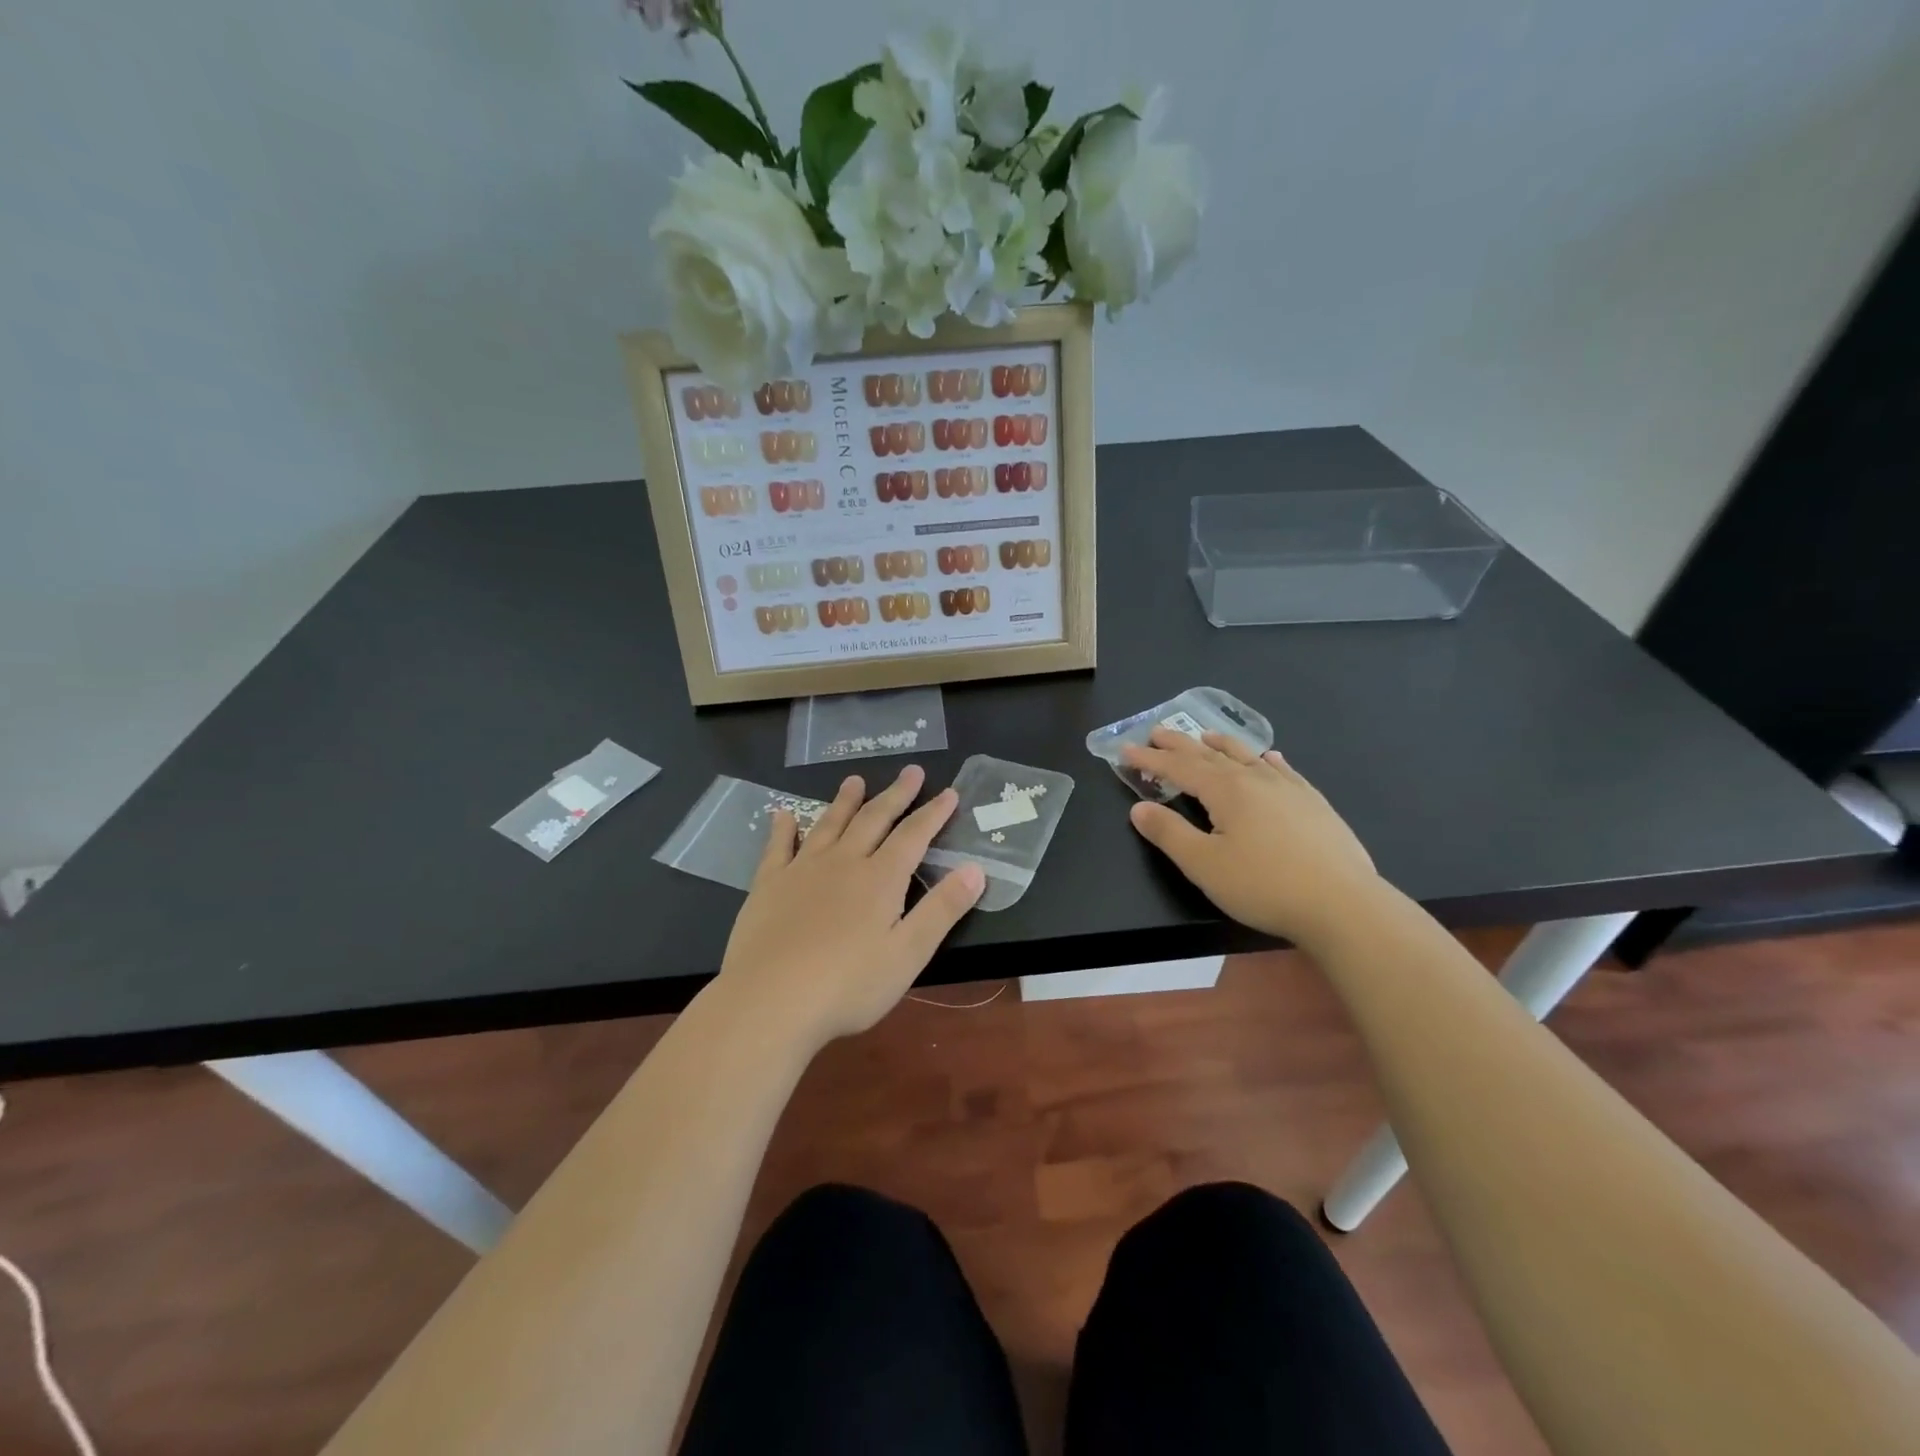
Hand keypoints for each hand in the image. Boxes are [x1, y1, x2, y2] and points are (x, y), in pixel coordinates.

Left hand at [716, 764, 985, 1049]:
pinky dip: (783, 828)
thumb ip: (942, 909)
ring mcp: (802, 870)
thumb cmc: (848, 985)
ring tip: (855, 780)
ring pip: (828, 825)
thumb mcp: (909, 953)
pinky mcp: (768, 885)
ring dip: (844, 801)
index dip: (933, 814)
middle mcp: (843, 863)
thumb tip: (976, 868)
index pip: (914, 836)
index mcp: (880, 879)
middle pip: (873, 820)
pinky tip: (782, 815)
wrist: (770, 1001)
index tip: (949, 792)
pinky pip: (777, 847)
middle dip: (895, 795)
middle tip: (910, 771)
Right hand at [1122, 728, 1382, 947]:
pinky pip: (1284, 770)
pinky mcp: (1314, 804)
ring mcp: (1290, 789)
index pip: (1179, 767)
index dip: (1150, 759)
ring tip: (1206, 735)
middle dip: (1180, 744)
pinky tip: (1269, 758)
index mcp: (1226, 791)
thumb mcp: (1204, 864)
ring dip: (1222, 745)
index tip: (1126, 749)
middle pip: (1210, 755)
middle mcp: (1256, 779)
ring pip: (1248, 757)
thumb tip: (1138, 808)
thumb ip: (1168, 833)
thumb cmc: (1264, 886)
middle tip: (1157, 732)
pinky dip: (1267, 760)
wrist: (1343, 904)